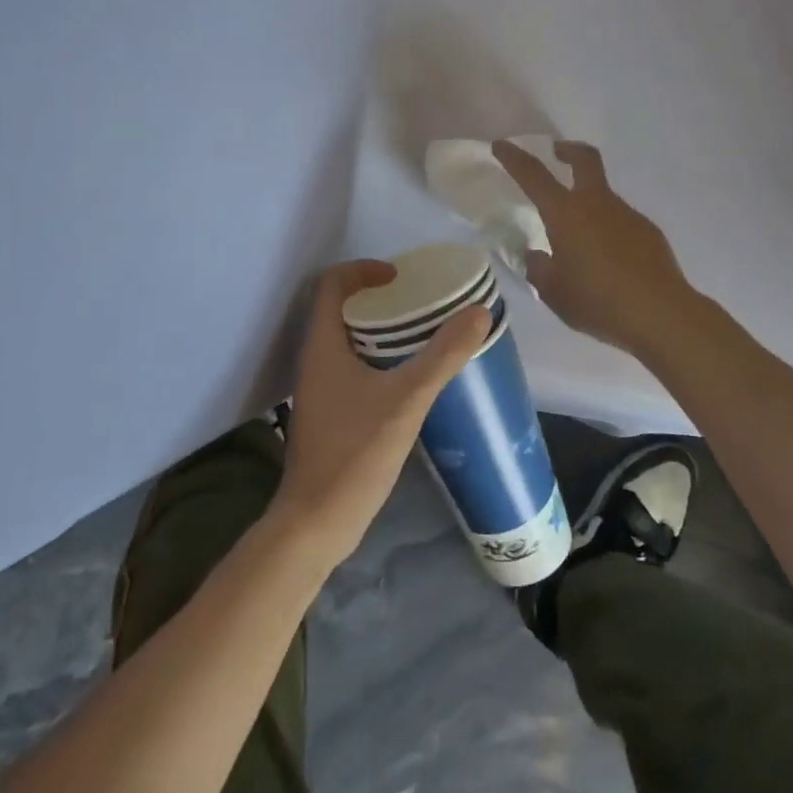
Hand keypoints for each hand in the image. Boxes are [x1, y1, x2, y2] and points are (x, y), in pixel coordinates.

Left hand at [270, 260, 489, 566]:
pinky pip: (350, 365)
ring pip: (345, 338)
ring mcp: (318, 388)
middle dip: (377, 297)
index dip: (363, 270)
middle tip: (417, 301)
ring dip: (378, 327)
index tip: (399, 277)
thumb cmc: (354, 453)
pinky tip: (407, 376)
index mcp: (322, 345)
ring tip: (419, 332)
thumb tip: (478, 312)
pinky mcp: (328, 411)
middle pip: (339, 307)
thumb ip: (443, 355)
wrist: (316, 522)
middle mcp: (314, 359)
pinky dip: (377, 355)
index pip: (332, 284)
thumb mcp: (406, 400)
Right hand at [493, 140, 694, 358]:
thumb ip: (539, 268)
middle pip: (584, 159)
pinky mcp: (648, 230)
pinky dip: (608, 229)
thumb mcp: (553, 292)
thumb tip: (537, 255)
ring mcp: (627, 214)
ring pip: (603, 195)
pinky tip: (608, 260)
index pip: (533, 175)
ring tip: (579, 242)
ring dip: (588, 203)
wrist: (660, 315)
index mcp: (566, 214)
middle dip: (568, 149)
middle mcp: (597, 204)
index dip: (514, 157)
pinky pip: (620, 221)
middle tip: (557, 153)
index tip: (502, 145)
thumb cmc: (598, 302)